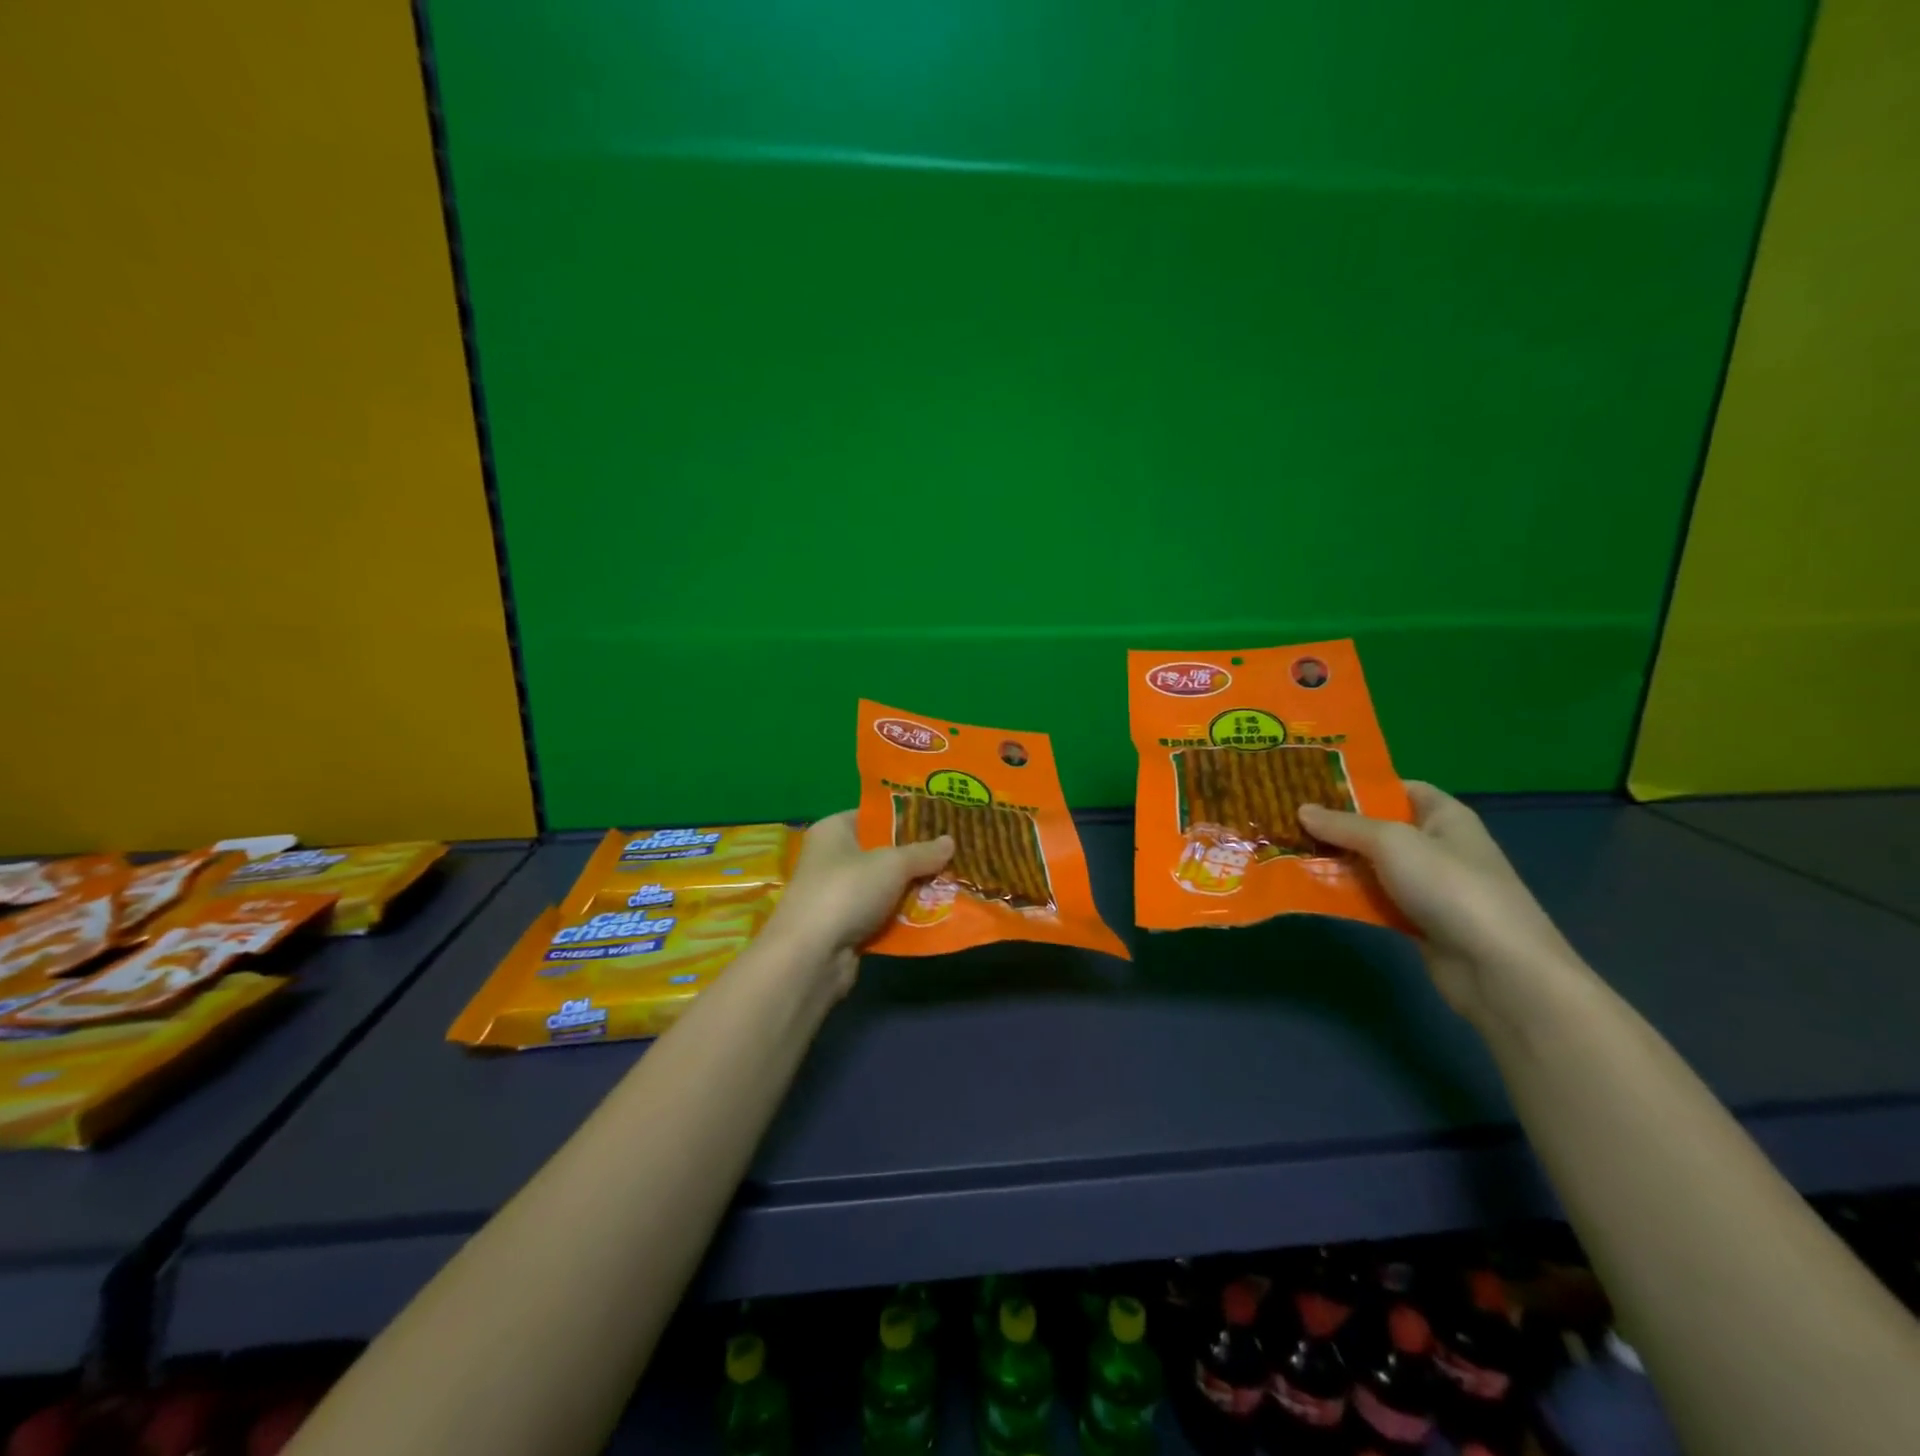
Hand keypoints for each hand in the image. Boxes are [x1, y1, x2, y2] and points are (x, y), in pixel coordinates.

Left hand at [764, 811, 953, 995]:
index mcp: (833, 830)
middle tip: (953, 855)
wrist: (810, 956)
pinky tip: (933, 915)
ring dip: (912, 889)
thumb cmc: (847, 891)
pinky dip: (902, 916)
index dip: (906, 818)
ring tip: (951, 884)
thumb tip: (950, 841)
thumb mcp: (892, 864)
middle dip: (916, 857)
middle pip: (882, 851)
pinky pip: (881, 914)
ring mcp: (836, 894)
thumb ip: (923, 852)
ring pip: (884, 886)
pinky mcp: (844, 926)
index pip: (874, 816)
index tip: (941, 823)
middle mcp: (831, 858)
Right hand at [1299, 783, 1583, 1023]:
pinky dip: (1348, 896)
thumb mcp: (1391, 842)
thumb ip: (1344, 825)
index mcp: (1444, 816)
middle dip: (1336, 826)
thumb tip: (1302, 809)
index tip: (1313, 788)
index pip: (1399, 789)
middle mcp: (1438, 846)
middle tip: (1287, 820)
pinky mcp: (1418, 920)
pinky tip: (1312, 891)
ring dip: (1336, 863)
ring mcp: (1429, 886)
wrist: (1498, 968)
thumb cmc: (1450, 886)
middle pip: (1379, 828)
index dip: (1360, 786)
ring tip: (1287, 853)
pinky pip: (1375, 899)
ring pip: (1372, 866)